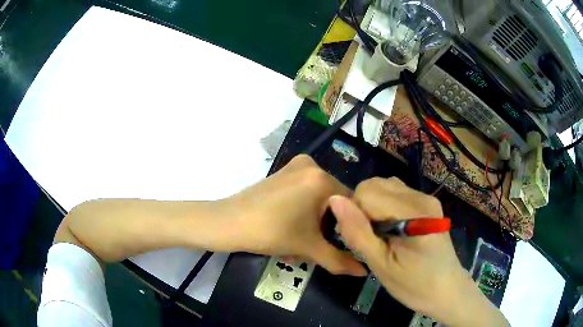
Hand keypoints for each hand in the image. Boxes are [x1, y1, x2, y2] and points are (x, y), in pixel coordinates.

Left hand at [220, 154, 365, 276]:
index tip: (342, 244)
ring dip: (318, 217)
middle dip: (330, 224)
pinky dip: (306, 207)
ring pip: (320, 196)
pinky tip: (294, 223)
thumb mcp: (309, 248)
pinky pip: (306, 190)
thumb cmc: (270, 233)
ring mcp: (295, 166)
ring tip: (304, 237)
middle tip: (319, 244)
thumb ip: (339, 260)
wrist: (228, 223)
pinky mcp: (283, 171)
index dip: (349, 227)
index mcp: (322, 179)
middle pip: (335, 200)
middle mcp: (312, 165)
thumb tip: (364, 271)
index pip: (351, 204)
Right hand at [329, 177, 508, 326]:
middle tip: (369, 239)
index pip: (366, 192)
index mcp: (413, 212)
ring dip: (373, 207)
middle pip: (374, 185)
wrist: (447, 290)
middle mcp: (421, 197)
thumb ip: (358, 232)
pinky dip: (385, 207)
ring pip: (384, 187)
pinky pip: (396, 194)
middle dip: (362, 208)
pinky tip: (392, 229)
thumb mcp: (381, 265)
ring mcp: (426, 198)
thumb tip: (335, 200)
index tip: (358, 239)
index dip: (354, 213)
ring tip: (380, 235)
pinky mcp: (427, 203)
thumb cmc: (413, 285)